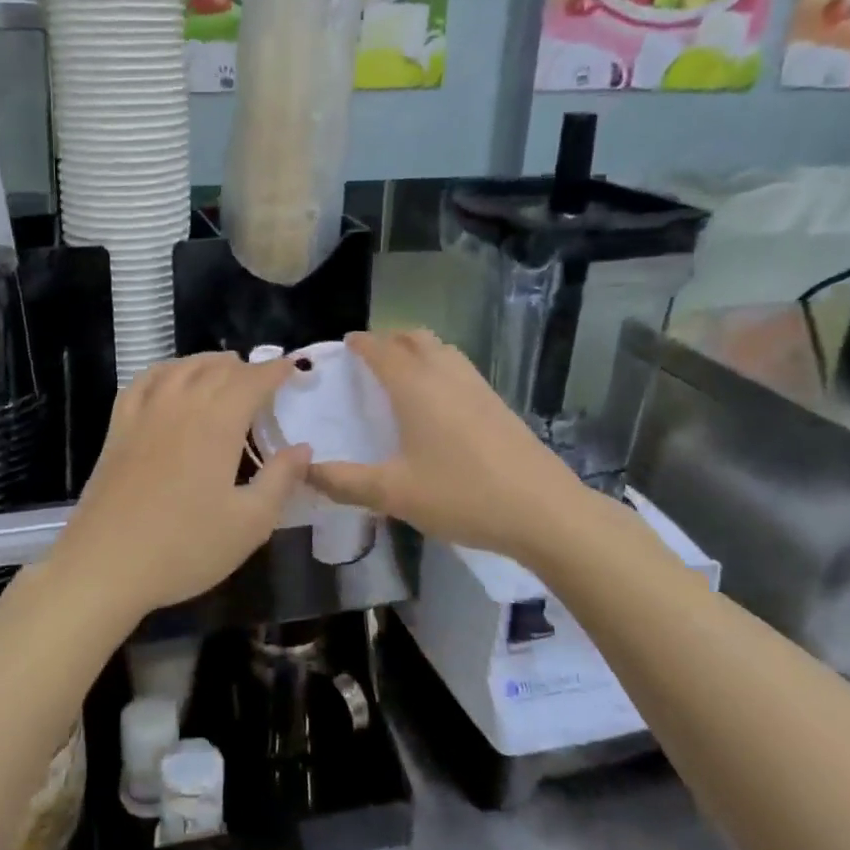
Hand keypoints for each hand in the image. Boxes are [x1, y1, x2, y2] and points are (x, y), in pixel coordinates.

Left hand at [47, 352, 310, 618]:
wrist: (105, 565)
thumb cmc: (185, 547)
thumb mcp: (249, 523)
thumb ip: (280, 480)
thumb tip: (303, 447)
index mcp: (217, 423)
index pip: (252, 380)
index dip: (275, 370)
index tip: (292, 368)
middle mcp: (181, 404)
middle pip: (217, 369)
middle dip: (246, 367)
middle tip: (264, 377)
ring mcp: (145, 412)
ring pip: (181, 368)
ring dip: (208, 362)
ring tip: (224, 368)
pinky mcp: (118, 427)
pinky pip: (144, 381)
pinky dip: (166, 370)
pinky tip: (170, 378)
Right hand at [308, 330, 585, 564]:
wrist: (544, 510)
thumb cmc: (462, 494)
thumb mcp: (394, 493)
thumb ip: (345, 482)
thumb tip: (305, 471)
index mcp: (415, 386)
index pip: (380, 349)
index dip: (360, 343)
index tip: (344, 346)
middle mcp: (445, 374)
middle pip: (413, 338)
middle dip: (388, 340)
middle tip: (368, 359)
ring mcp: (476, 386)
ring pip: (441, 349)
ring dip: (416, 350)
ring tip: (400, 374)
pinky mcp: (497, 402)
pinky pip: (458, 368)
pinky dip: (438, 367)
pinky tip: (437, 402)